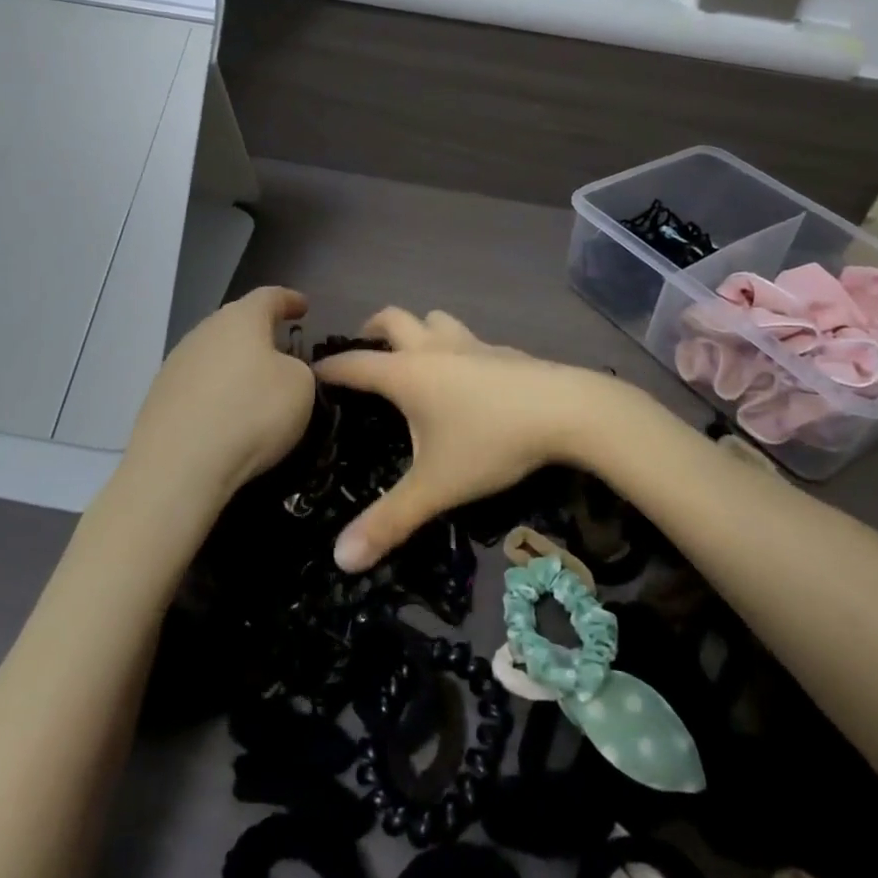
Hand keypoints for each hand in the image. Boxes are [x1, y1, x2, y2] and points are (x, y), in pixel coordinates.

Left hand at [124, 286, 316, 504]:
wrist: (179, 467)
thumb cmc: (251, 414)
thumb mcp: (301, 387)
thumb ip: (298, 369)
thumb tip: (281, 371)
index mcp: (240, 319)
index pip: (269, 297)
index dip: (289, 300)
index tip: (303, 307)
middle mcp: (204, 332)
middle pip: (236, 325)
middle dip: (260, 335)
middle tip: (282, 351)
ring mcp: (175, 365)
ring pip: (214, 356)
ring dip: (235, 367)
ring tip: (255, 389)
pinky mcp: (158, 399)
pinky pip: (198, 388)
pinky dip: (216, 395)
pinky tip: (226, 417)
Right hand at [315, 308, 614, 571]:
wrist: (568, 411)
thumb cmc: (491, 442)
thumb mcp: (436, 487)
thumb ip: (389, 522)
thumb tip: (340, 559)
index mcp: (407, 374)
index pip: (354, 363)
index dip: (328, 369)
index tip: (309, 375)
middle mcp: (434, 349)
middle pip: (393, 319)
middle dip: (371, 329)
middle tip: (363, 351)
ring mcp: (472, 344)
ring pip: (435, 319)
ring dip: (418, 329)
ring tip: (415, 355)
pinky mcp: (504, 351)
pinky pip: (469, 339)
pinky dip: (456, 348)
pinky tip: (469, 375)